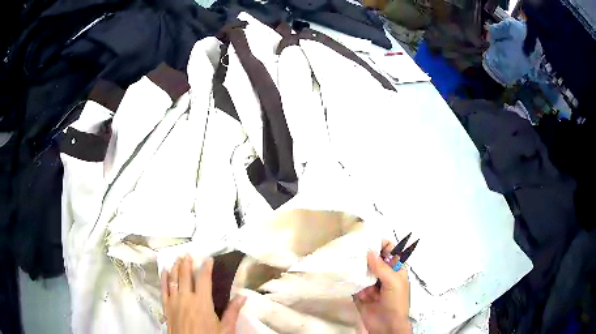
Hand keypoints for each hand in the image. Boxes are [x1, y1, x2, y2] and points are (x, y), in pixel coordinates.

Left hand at [162, 255, 246, 333]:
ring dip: (175, 268)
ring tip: (177, 258)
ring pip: (173, 279)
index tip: (209, 259)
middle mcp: (186, 298)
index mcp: (202, 302)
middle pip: (185, 276)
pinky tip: (165, 271)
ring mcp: (174, 301)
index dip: (206, 267)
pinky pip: (163, 289)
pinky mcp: (166, 307)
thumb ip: (232, 312)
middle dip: (187, 263)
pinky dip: (164, 279)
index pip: (204, 279)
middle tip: (188, 254)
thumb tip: (242, 297)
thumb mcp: (225, 329)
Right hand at [353, 241, 410, 333]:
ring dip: (356, 266)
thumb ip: (381, 267)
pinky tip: (341, 271)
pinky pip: (354, 284)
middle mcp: (383, 276)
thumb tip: (369, 251)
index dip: (381, 245)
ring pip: (363, 271)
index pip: (390, 252)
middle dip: (365, 254)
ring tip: (344, 256)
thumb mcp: (393, 282)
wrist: (386, 326)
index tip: (368, 238)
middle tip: (351, 245)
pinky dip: (349, 279)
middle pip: (374, 261)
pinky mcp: (360, 294)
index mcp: (396, 271)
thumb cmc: (396, 302)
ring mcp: (371, 285)